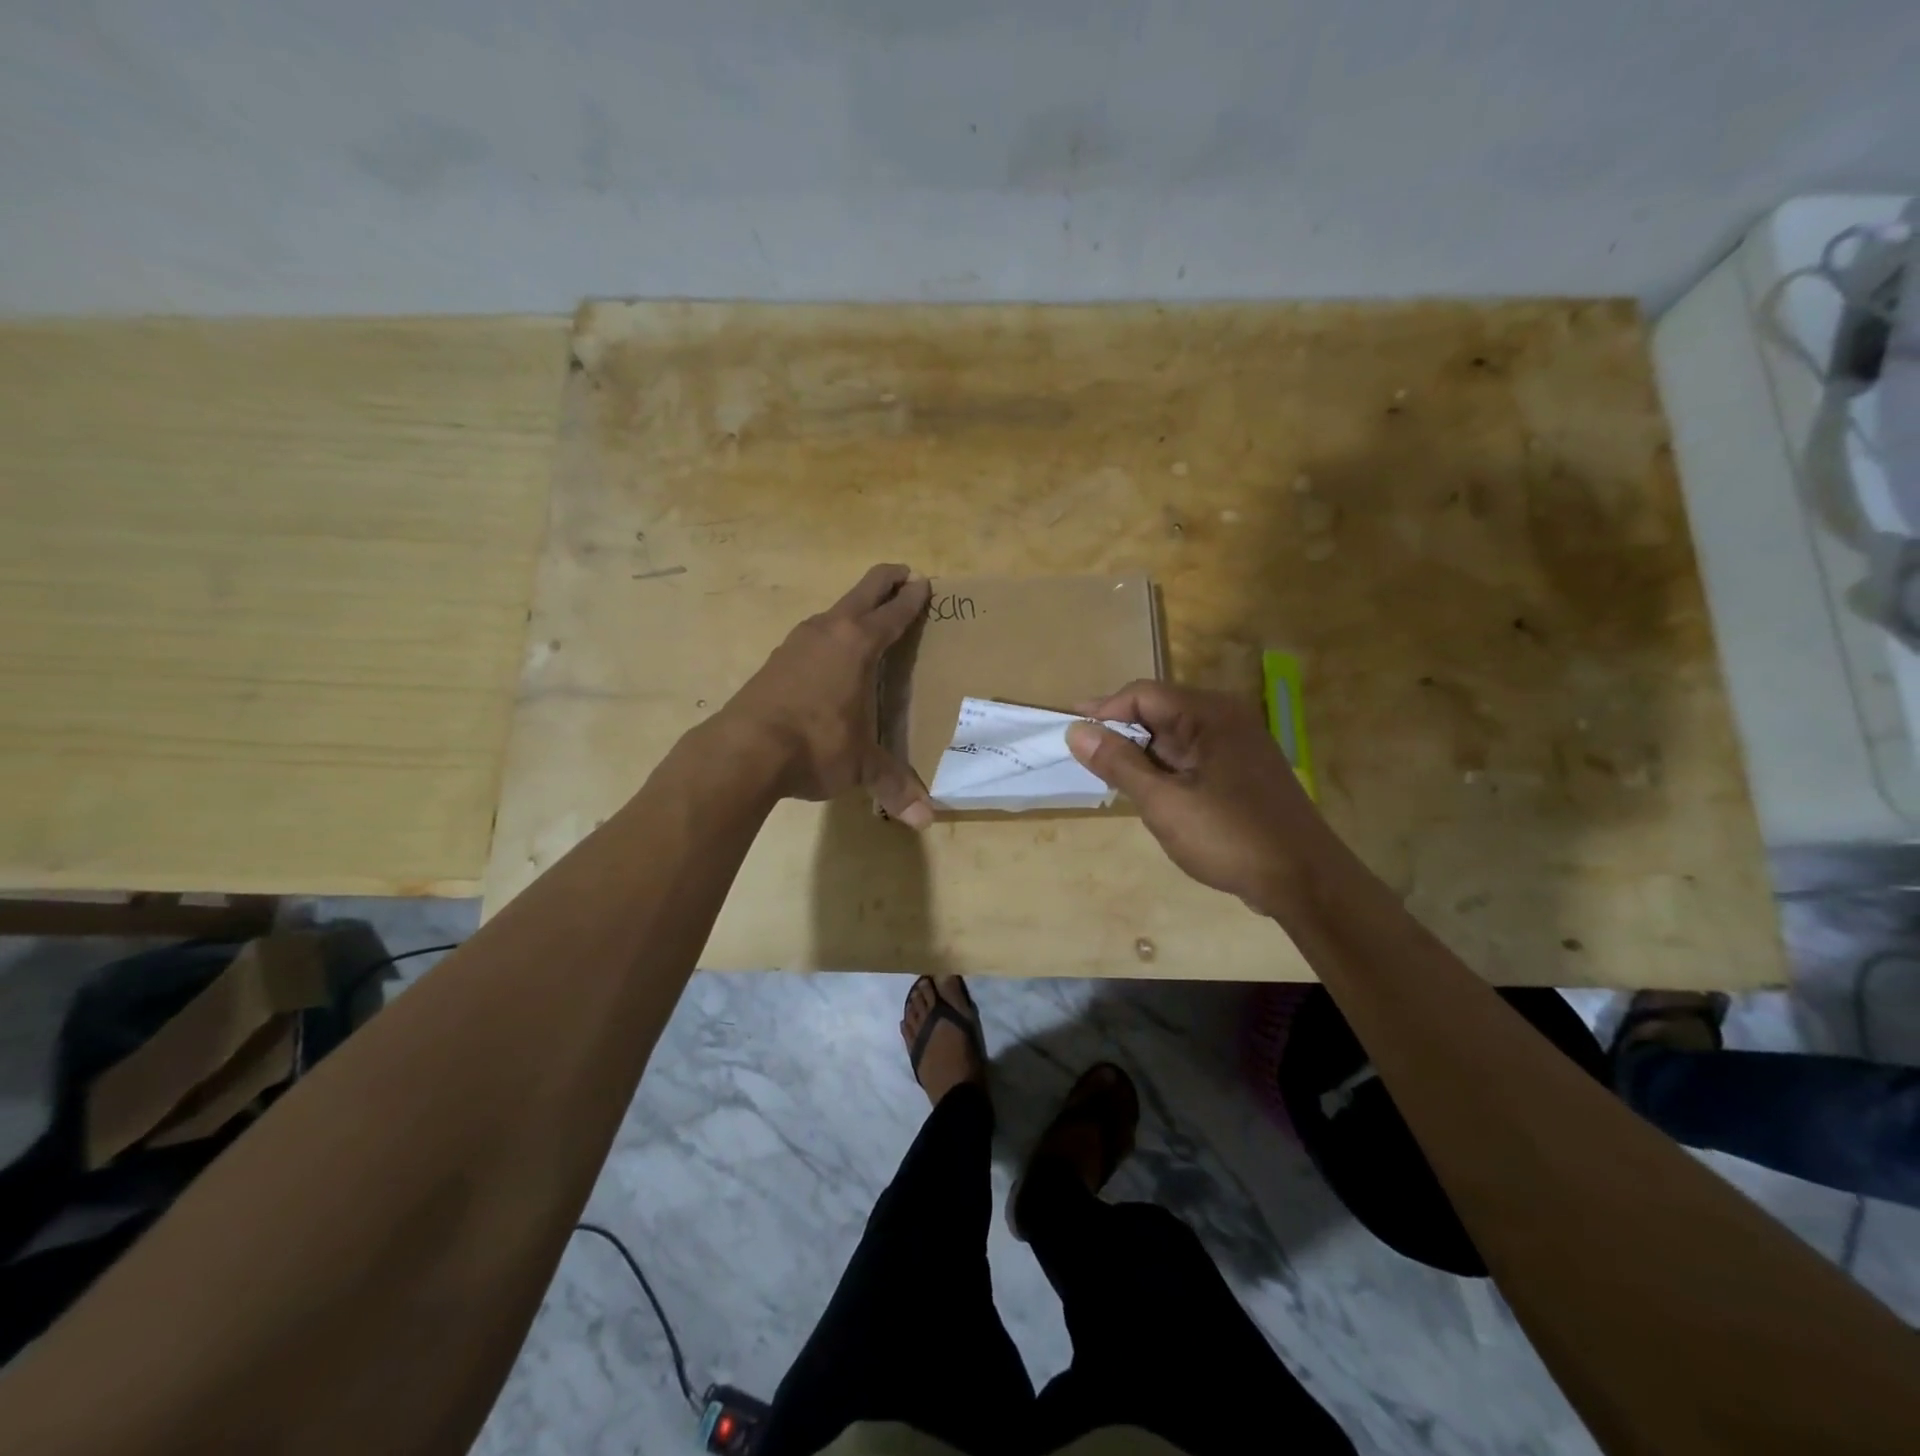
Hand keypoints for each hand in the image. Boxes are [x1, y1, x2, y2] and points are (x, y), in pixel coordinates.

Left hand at [714, 564, 934, 826]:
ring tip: (867, 618)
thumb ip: (893, 785)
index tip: (923, 582)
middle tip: (901, 573)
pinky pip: (812, 637)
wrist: (744, 750)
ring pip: (833, 613)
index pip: (893, 613)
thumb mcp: (861, 765)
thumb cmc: (816, 745)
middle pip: (862, 592)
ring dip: (853, 609)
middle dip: (884, 580)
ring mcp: (796, 643)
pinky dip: (829, 634)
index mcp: (858, 645)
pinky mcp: (774, 661)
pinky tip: (828, 656)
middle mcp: (828, 632)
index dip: (911, 598)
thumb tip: (925, 822)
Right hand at [1067, 681, 1328, 916]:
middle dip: (1121, 734)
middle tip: (1088, 765)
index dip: (1103, 710)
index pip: (1142, 694)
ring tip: (1114, 784)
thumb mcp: (1164, 802)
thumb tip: (1076, 730)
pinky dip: (1166, 770)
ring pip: (1174, 737)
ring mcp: (1238, 746)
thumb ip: (1119, 763)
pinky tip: (1152, 796)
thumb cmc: (1230, 837)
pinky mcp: (1243, 772)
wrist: (1306, 881)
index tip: (1070, 734)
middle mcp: (1226, 719)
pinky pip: (1193, 757)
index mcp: (1209, 715)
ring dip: (1142, 756)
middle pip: (1159, 711)